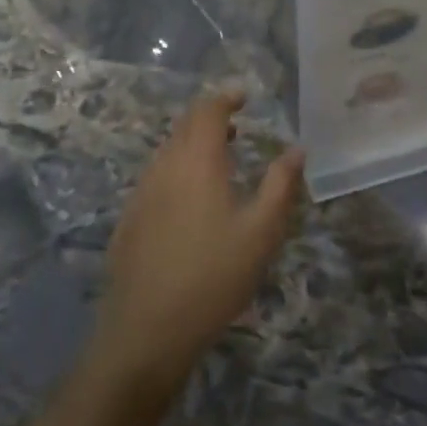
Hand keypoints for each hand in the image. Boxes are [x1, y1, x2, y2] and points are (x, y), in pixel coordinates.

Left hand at [94, 89, 304, 392]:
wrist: (147, 329)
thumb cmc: (214, 276)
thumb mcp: (262, 231)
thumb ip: (281, 184)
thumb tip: (297, 149)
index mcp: (197, 161)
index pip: (208, 111)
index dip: (226, 98)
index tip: (244, 96)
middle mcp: (164, 167)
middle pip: (183, 126)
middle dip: (209, 117)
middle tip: (235, 125)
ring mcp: (141, 193)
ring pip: (167, 152)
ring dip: (192, 144)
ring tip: (218, 159)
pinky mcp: (129, 219)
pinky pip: (155, 177)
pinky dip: (176, 170)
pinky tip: (190, 200)